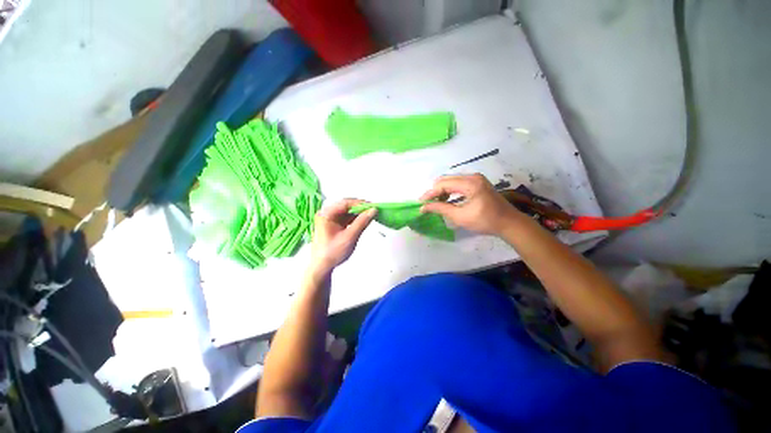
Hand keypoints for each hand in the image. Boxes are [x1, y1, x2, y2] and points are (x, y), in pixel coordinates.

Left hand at [309, 199, 376, 274]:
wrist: (322, 267)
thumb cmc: (333, 253)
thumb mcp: (350, 237)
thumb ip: (362, 222)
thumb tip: (373, 210)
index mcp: (326, 214)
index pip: (345, 203)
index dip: (360, 203)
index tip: (373, 206)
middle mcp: (326, 214)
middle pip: (346, 206)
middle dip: (360, 208)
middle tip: (373, 211)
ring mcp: (329, 219)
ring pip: (347, 212)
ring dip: (358, 214)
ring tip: (370, 215)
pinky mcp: (333, 225)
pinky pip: (346, 218)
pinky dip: (355, 219)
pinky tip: (363, 221)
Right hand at [420, 174, 520, 235]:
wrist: (509, 223)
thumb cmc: (485, 221)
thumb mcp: (460, 217)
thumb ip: (441, 209)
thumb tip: (423, 207)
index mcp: (470, 183)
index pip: (443, 184)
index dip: (430, 193)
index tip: (420, 203)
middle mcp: (472, 176)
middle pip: (446, 180)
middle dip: (435, 191)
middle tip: (427, 204)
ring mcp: (476, 178)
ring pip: (451, 181)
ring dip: (441, 191)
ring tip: (435, 203)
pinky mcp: (477, 182)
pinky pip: (458, 184)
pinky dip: (450, 191)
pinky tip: (446, 200)